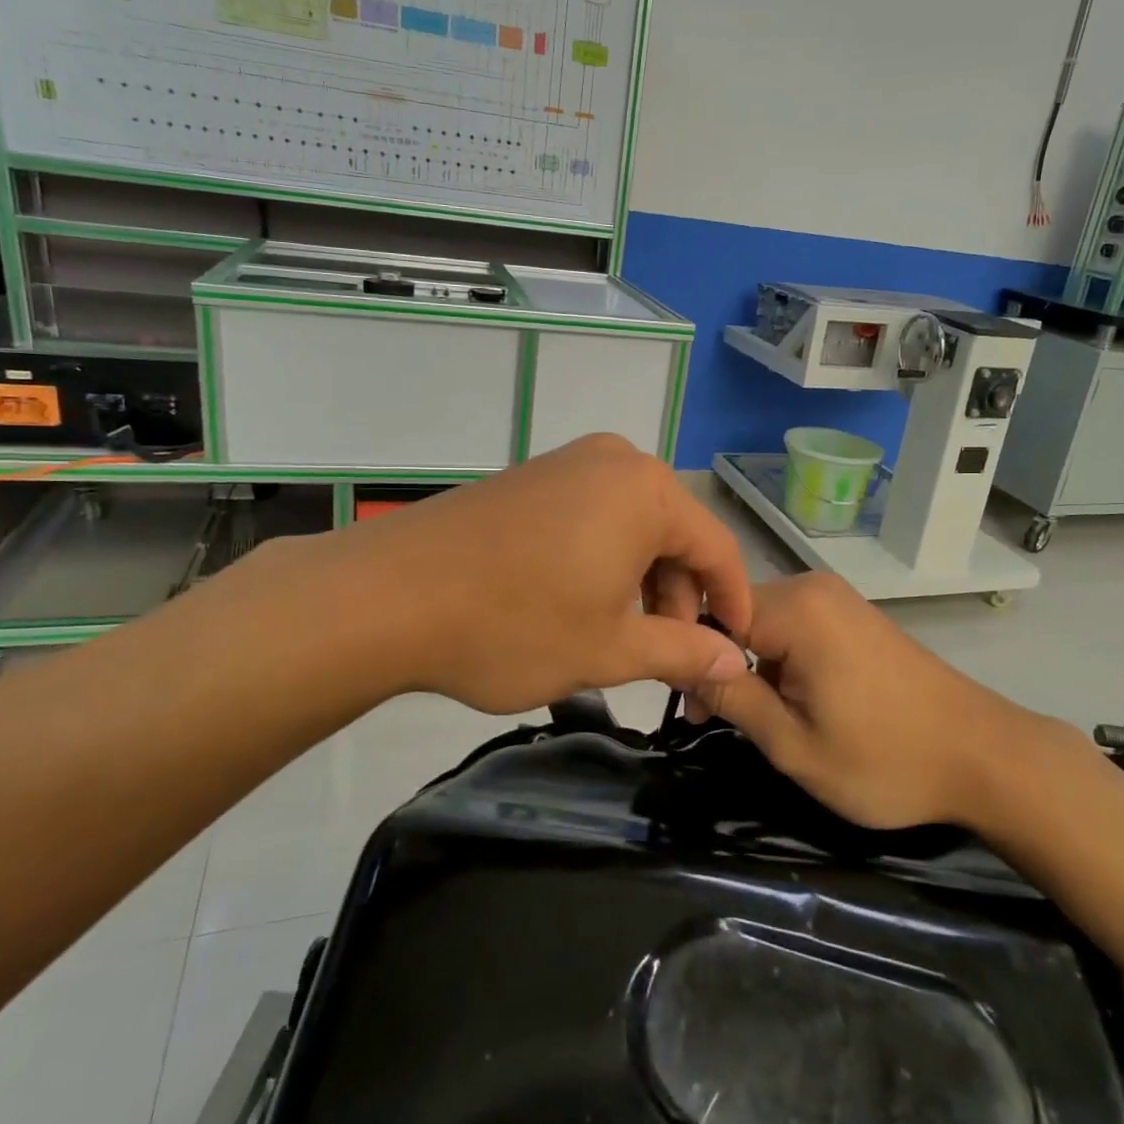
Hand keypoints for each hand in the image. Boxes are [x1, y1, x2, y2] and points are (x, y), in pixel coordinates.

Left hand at [242, 434, 753, 714]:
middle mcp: (616, 461)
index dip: (733, 603)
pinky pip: (593, 517)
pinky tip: (583, 606)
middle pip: (674, 534)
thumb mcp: (608, 648)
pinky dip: (604, 562)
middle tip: (670, 660)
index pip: (718, 548)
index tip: (735, 651)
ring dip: (641, 583)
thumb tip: (733, 662)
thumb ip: (682, 652)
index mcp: (649, 491)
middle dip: (680, 599)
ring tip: (623, 641)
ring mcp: (568, 464)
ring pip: (632, 527)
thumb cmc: (515, 623)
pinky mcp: (532, 478)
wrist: (388, 594)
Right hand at [691, 573, 1046, 828]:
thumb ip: (734, 698)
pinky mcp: (854, 615)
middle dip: (722, 665)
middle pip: (738, 615)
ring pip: (766, 623)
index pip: (712, 614)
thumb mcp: (796, 745)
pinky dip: (782, 660)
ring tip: (763, 720)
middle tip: (719, 722)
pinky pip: (796, 627)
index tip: (695, 712)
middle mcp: (813, 588)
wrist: (984, 755)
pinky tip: (795, 700)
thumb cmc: (886, 759)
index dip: (694, 661)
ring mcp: (838, 599)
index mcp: (796, 609)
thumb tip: (681, 665)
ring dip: (753, 666)